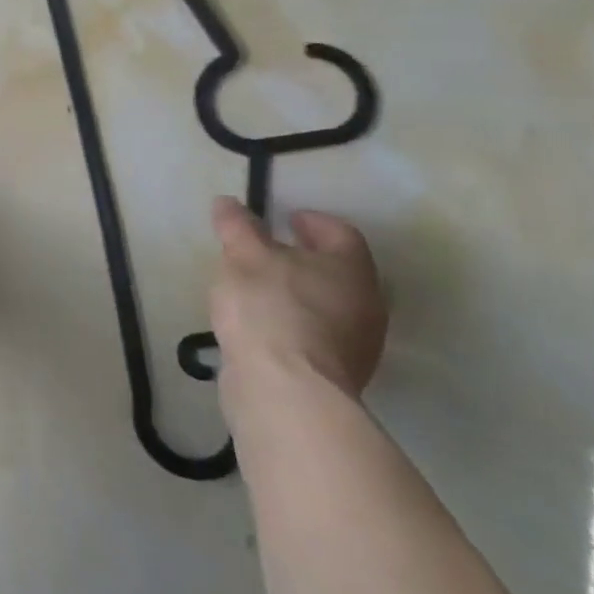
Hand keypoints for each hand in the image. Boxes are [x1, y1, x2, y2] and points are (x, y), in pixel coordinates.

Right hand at [209, 195, 385, 400]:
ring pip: (327, 304)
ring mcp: (355, 344)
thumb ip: (237, 226)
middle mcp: (364, 304)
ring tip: (258, 287)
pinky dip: (293, 321)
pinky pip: (316, 334)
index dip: (314, 221)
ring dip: (298, 291)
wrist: (285, 390)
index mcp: (350, 269)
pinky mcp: (335, 374)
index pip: (341, 234)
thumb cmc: (270, 308)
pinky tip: (262, 323)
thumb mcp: (243, 256)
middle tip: (268, 249)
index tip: (286, 217)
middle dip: (305, 257)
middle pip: (337, 271)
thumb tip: (229, 203)